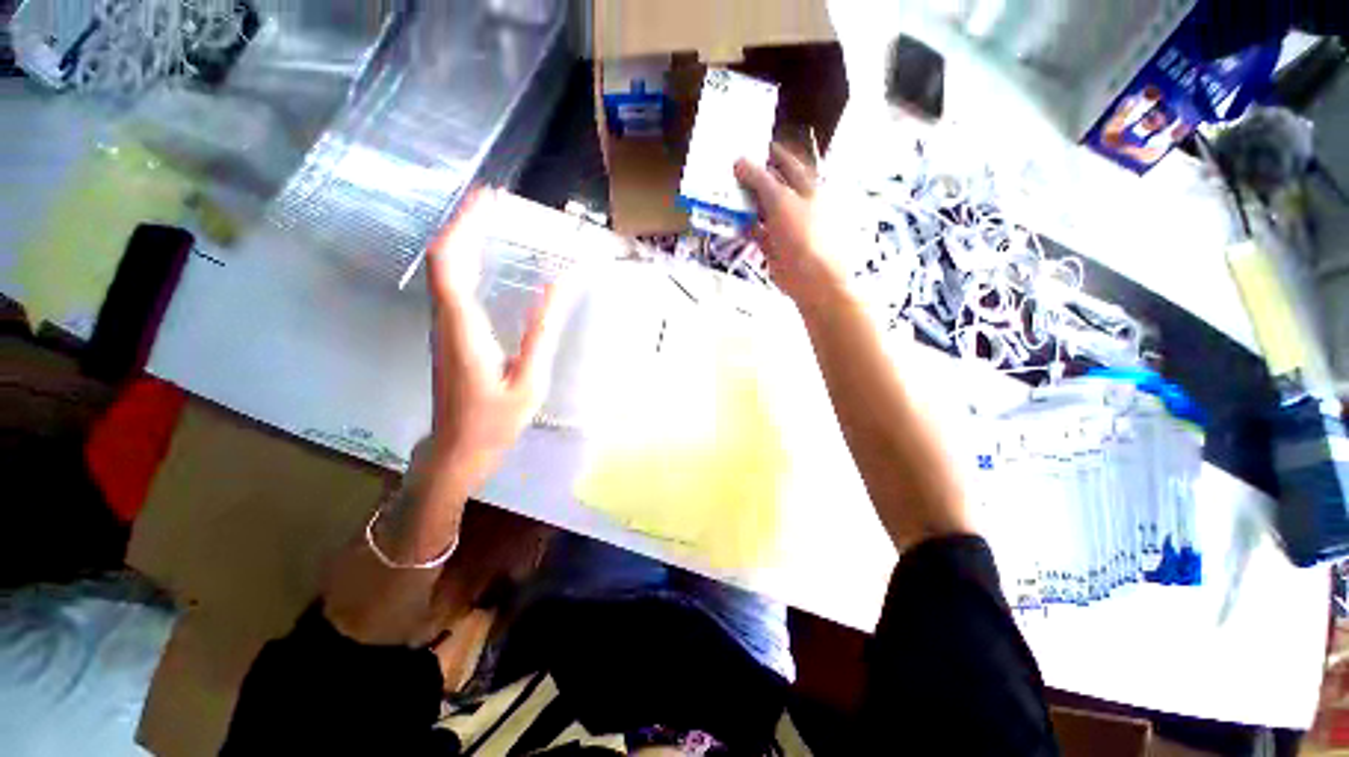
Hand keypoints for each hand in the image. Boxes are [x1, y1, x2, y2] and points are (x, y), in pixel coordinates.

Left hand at [426, 187, 571, 491]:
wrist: (456, 451)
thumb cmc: (495, 422)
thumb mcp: (530, 380)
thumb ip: (543, 331)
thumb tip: (560, 286)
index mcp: (463, 328)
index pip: (450, 262)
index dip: (464, 225)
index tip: (488, 200)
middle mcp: (445, 320)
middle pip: (444, 258)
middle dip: (465, 223)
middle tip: (495, 202)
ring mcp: (443, 327)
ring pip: (444, 270)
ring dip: (465, 239)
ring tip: (494, 221)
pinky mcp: (449, 334)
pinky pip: (451, 286)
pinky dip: (467, 262)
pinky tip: (487, 261)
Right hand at [735, 144, 849, 311]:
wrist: (810, 276)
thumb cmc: (802, 232)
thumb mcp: (781, 200)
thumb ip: (760, 180)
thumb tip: (739, 160)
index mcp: (806, 186)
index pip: (786, 163)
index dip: (768, 153)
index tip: (747, 145)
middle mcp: (795, 203)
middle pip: (771, 185)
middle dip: (751, 178)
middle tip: (726, 170)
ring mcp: (784, 225)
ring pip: (761, 208)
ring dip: (744, 202)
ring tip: (722, 192)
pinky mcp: (773, 244)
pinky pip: (756, 230)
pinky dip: (744, 225)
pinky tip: (729, 219)